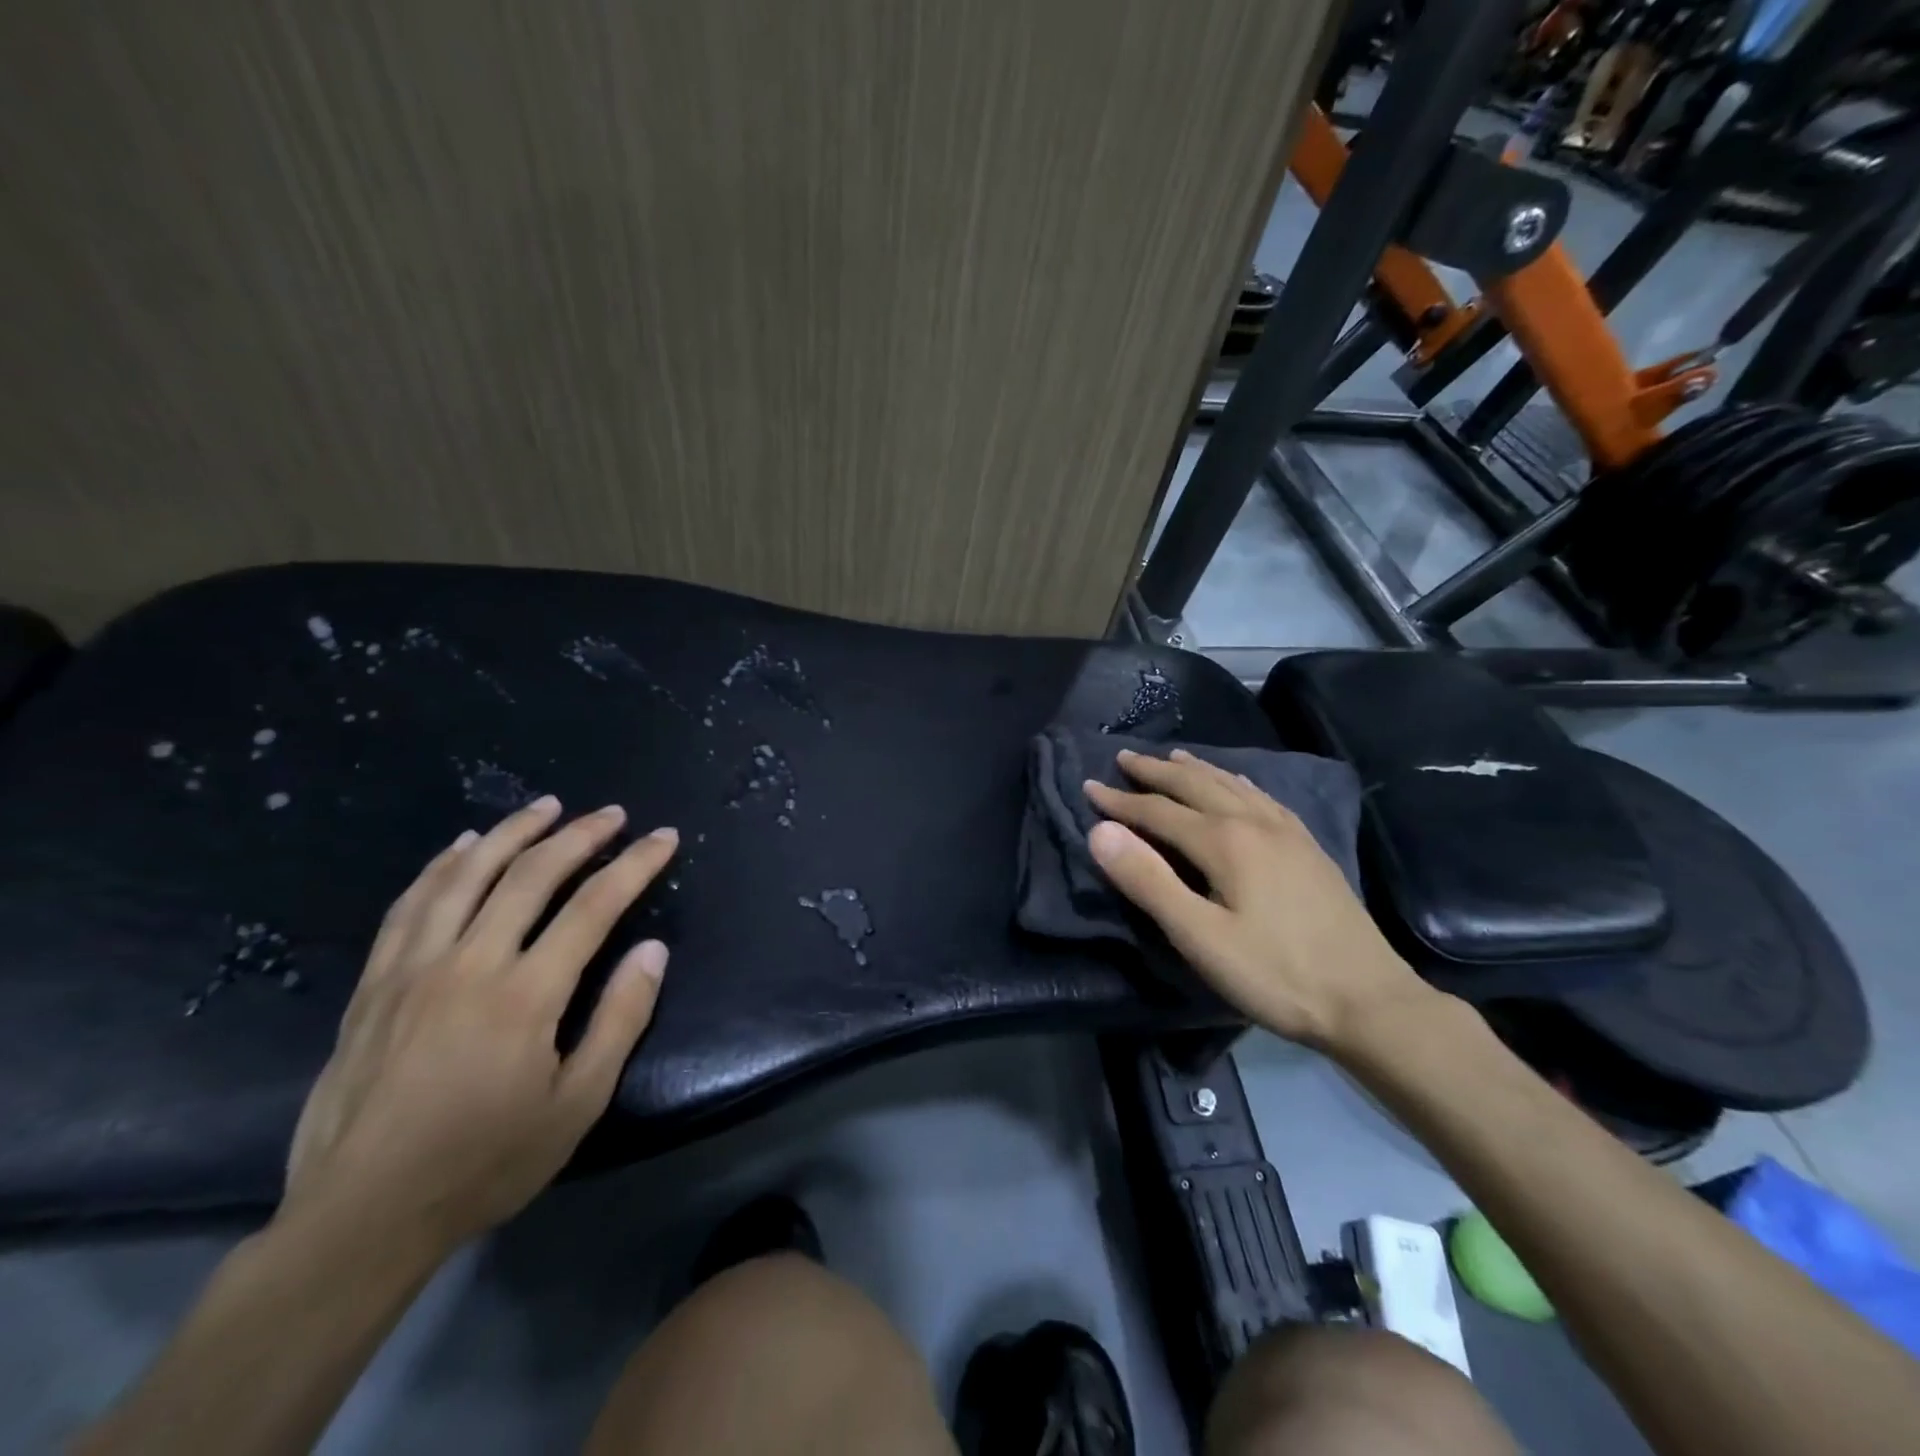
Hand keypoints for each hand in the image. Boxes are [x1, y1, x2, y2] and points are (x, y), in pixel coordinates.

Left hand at [284, 796, 676, 1252]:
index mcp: (525, 995)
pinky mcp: (374, 984)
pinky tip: (462, 845)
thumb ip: (620, 1019)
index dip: (635, 865)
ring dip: (512, 833)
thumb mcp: (577, 1104)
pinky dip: (441, 865)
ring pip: (466, 876)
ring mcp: (413, 969)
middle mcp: (469, 965)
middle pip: (530, 876)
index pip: (594, 906)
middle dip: (580, 836)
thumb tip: (654, 950)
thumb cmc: (485, 1162)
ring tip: (545, 807)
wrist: (361, 1216)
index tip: (664, 837)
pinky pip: (410, 905)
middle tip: (611, 814)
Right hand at [1085, 749, 1427, 1048]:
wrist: (1369, 1001)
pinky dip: (1236, 782)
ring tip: (1173, 757)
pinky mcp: (1308, 847)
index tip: (1088, 787)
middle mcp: (1255, 822)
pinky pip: (1262, 797)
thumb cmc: (1275, 974)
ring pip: (1231, 785)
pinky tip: (1238, 785)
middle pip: (1196, 785)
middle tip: (1124, 757)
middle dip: (1155, 771)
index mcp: (1225, 841)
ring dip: (1196, 769)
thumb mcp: (1199, 937)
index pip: (1158, 811)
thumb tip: (1100, 831)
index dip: (1120, 800)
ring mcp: (1288, 832)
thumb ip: (1147, 881)